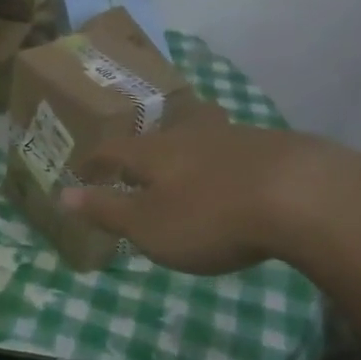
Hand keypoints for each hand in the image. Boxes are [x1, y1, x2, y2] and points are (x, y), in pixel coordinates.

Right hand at [60, 124, 360, 277]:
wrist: (299, 194)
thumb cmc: (210, 216)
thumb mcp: (149, 225)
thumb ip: (107, 210)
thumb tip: (61, 195)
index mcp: (154, 152)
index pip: (114, 150)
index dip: (95, 161)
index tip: (82, 169)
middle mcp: (189, 135)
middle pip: (160, 134)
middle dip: (146, 147)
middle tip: (139, 157)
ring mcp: (233, 136)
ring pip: (201, 134)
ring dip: (188, 147)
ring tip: (188, 160)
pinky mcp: (271, 147)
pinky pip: (237, 148)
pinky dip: (226, 159)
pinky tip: (239, 173)